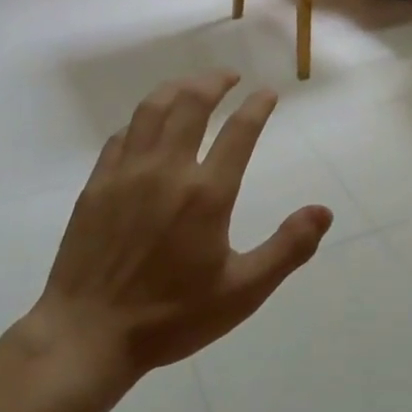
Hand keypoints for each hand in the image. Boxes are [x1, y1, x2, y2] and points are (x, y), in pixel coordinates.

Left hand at [29, 71, 331, 381]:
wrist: (87, 334)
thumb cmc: (170, 316)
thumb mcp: (242, 292)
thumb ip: (288, 248)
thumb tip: (324, 211)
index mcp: (207, 193)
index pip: (239, 131)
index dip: (258, 106)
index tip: (268, 93)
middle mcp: (167, 170)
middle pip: (192, 103)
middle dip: (215, 81)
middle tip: (230, 76)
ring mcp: (127, 173)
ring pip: (152, 109)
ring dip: (177, 88)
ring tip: (193, 84)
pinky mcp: (97, 184)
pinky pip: (122, 135)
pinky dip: (141, 119)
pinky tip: (148, 125)